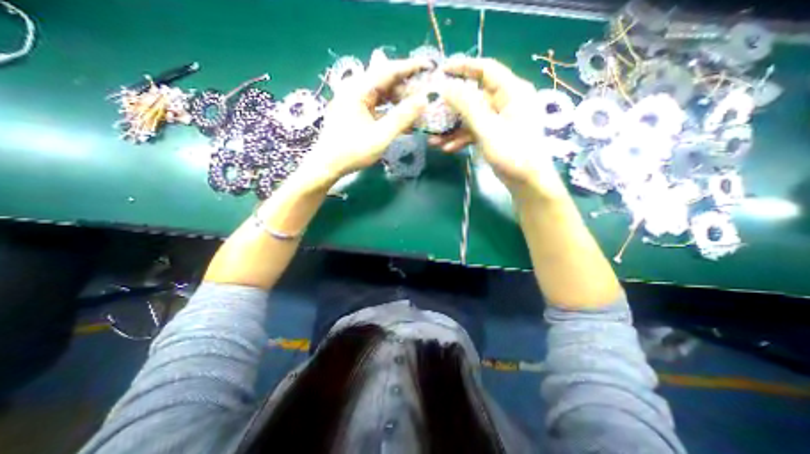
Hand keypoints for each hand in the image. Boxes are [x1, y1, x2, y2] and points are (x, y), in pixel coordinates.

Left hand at [298, 59, 429, 187]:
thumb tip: (423, 100)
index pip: (388, 71)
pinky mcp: (355, 112)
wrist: (328, 165)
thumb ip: (402, 118)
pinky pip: (376, 106)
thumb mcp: (381, 136)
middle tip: (425, 94)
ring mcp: (354, 101)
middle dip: (406, 87)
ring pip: (382, 94)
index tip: (428, 66)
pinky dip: (390, 111)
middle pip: (385, 81)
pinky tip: (402, 120)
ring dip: (399, 101)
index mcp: (358, 90)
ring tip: (416, 108)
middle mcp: (355, 90)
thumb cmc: (352, 151)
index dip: (410, 68)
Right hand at [431, 57, 567, 198]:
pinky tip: (447, 149)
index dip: (463, 67)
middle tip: (432, 111)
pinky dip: (462, 139)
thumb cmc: (513, 153)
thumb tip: (447, 87)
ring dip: (453, 129)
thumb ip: (468, 107)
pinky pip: (475, 131)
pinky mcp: (495, 134)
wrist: (527, 182)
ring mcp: (499, 120)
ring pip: (472, 117)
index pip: (486, 69)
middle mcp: (506, 102)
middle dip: (452, 108)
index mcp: (512, 92)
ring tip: (434, 140)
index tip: (441, 71)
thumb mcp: (488, 129)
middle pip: (474, 97)